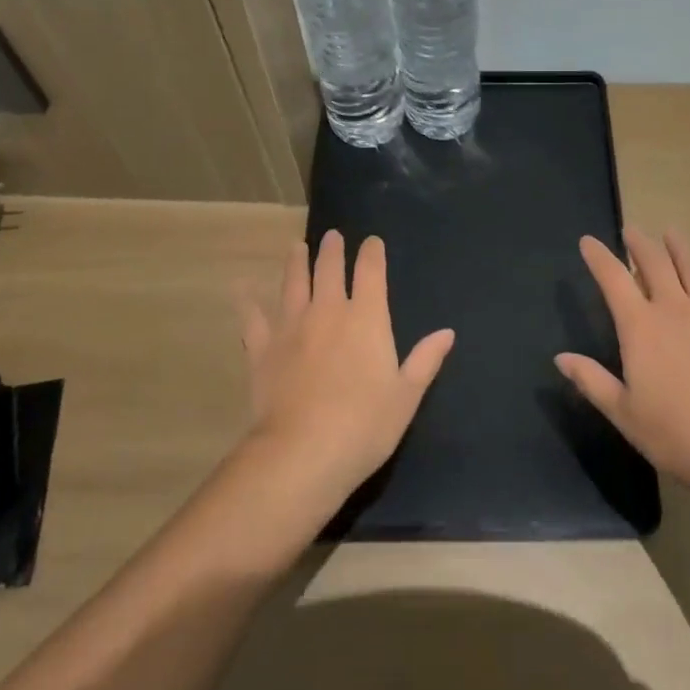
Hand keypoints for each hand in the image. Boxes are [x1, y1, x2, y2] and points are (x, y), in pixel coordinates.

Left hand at [240, 230, 454, 501]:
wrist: (302, 453)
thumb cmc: (363, 426)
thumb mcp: (405, 397)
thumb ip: (425, 360)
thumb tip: (447, 332)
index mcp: (367, 318)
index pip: (371, 272)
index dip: (372, 253)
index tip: (371, 241)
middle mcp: (329, 311)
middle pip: (330, 269)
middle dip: (332, 250)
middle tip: (331, 236)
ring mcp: (292, 327)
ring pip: (294, 283)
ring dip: (296, 262)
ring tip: (297, 247)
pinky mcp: (263, 348)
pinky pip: (253, 318)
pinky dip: (247, 301)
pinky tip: (242, 287)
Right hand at [556, 227, 689, 500]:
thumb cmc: (674, 434)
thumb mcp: (623, 412)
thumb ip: (591, 380)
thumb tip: (560, 357)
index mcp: (640, 326)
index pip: (613, 279)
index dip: (598, 257)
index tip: (587, 241)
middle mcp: (673, 307)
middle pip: (654, 262)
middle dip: (639, 243)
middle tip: (631, 230)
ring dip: (680, 247)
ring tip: (671, 232)